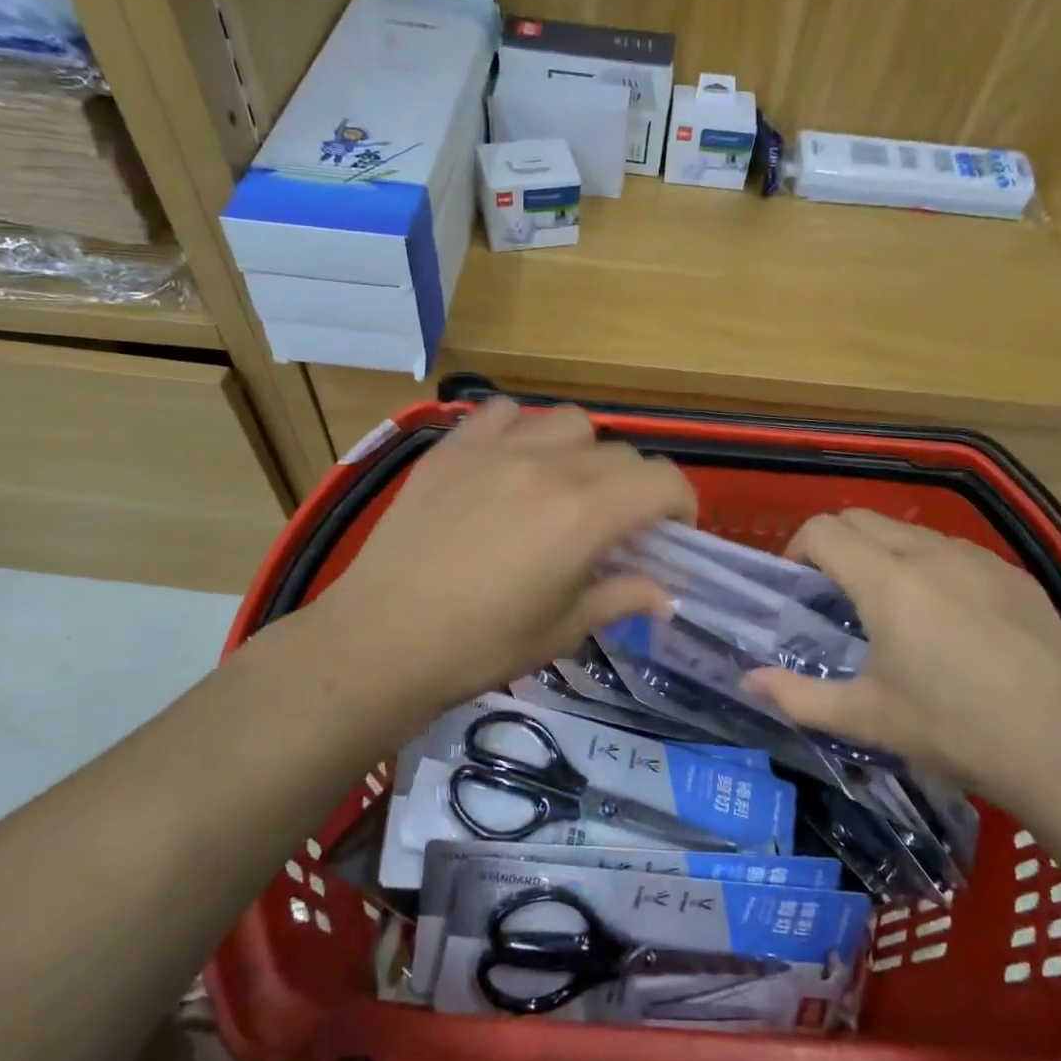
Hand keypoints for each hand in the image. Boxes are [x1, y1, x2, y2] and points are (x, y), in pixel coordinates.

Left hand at [271, 398, 695, 728]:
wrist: (380, 641)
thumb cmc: (478, 647)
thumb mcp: (561, 630)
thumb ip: (619, 598)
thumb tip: (663, 592)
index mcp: (584, 515)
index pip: (662, 481)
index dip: (681, 503)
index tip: (672, 532)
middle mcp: (548, 467)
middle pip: (620, 453)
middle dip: (635, 487)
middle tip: (616, 526)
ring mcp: (495, 449)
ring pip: (568, 421)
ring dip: (583, 451)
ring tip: (564, 487)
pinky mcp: (451, 448)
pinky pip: (502, 413)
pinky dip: (521, 430)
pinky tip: (508, 465)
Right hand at [745, 509, 1060, 812]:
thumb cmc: (953, 729)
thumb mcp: (866, 718)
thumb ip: (797, 696)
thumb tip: (747, 681)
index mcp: (887, 581)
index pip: (824, 531)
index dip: (797, 549)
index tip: (796, 586)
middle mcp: (930, 554)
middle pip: (862, 519)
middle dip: (835, 544)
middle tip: (832, 593)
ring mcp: (979, 559)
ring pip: (910, 531)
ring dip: (882, 551)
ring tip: (888, 604)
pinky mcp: (1016, 576)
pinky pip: (955, 551)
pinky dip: (929, 565)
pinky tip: (947, 617)